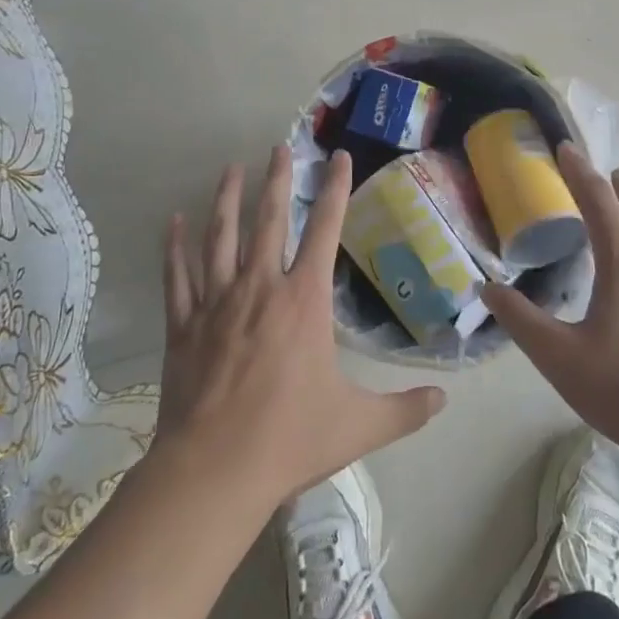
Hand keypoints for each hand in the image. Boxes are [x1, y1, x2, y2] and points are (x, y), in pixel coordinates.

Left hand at [154, 145, 445, 509]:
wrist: (214, 472)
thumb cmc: (290, 439)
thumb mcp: (359, 425)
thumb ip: (405, 410)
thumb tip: (444, 400)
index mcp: (304, 300)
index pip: (325, 229)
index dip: (335, 189)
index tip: (338, 157)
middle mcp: (260, 288)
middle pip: (269, 221)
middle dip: (276, 180)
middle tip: (279, 147)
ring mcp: (217, 303)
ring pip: (220, 238)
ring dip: (226, 199)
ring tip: (230, 168)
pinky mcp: (183, 325)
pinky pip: (179, 276)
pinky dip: (175, 246)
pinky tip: (173, 221)